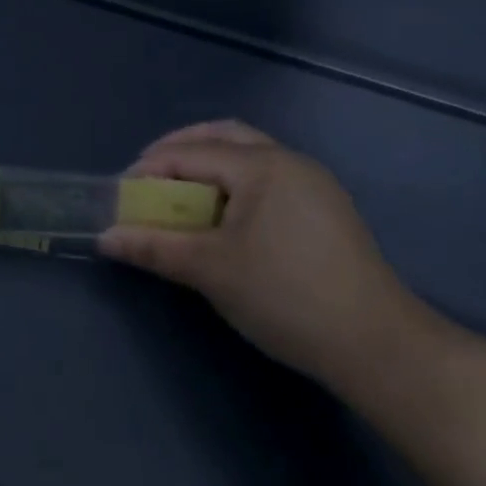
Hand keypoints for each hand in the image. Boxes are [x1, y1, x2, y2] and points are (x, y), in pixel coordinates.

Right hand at [98, 120, 436, 388]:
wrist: (380, 348)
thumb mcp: (210, 270)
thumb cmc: (286, 296)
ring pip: (249, 154)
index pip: (191, 153)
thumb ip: (154, 246)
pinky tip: (224, 215)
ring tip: (180, 195)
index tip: (120, 195)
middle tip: (148, 178)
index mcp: (262, 165)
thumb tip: (104, 237)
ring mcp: (314, 184)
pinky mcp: (327, 210)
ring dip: (209, 165)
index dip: (149, 169)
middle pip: (223, 137)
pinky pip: (268, 178)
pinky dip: (235, 183)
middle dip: (180, 151)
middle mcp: (290, 161)